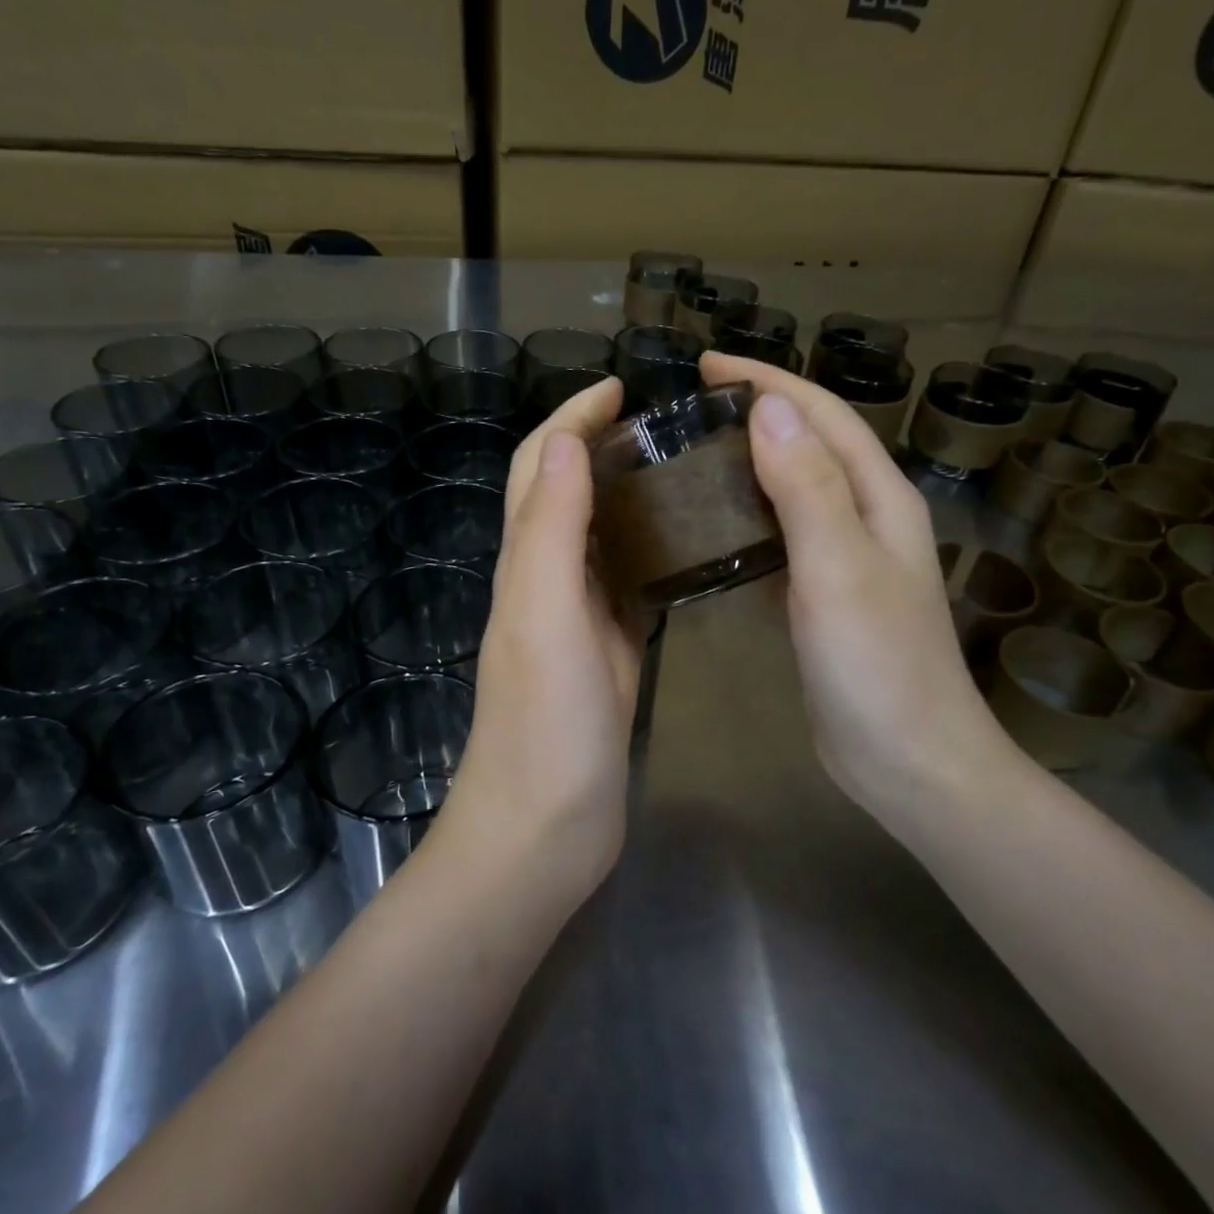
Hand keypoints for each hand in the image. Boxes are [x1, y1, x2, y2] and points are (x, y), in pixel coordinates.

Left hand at [444, 376, 645, 904]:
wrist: (545, 827)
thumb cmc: (544, 722)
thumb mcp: (544, 613)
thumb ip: (551, 528)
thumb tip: (569, 441)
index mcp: (525, 563)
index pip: (541, 466)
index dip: (572, 418)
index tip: (619, 386)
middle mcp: (545, 581)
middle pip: (565, 492)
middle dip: (600, 445)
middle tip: (663, 425)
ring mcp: (575, 620)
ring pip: (597, 536)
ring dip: (626, 494)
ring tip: (683, 470)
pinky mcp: (605, 654)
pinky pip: (626, 586)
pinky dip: (648, 553)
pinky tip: (688, 549)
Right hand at [700, 352, 1018, 813]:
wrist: (909, 761)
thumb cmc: (878, 665)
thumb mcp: (839, 568)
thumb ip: (808, 486)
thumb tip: (769, 407)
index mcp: (880, 499)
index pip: (823, 416)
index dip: (768, 382)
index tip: (706, 365)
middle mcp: (868, 518)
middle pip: (810, 445)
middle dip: (757, 413)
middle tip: (691, 408)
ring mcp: (846, 560)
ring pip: (794, 491)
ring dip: (750, 464)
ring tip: (693, 455)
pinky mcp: (823, 598)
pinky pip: (782, 539)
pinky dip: (749, 520)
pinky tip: (713, 528)